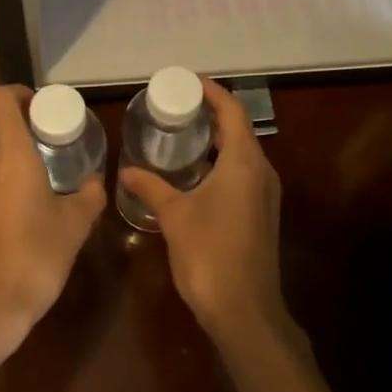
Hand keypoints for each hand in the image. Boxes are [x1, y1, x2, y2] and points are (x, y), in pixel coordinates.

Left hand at [0, 85, 104, 343]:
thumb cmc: (35, 259)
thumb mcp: (74, 227)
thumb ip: (88, 197)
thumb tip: (95, 182)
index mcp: (10, 155)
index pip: (1, 99)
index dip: (19, 93)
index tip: (38, 107)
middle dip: (15, 129)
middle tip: (42, 148)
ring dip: (2, 161)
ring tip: (28, 185)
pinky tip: (8, 218)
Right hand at [118, 79, 285, 345]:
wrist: (244, 310)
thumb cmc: (210, 253)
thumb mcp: (174, 216)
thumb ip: (151, 187)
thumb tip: (126, 171)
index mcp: (244, 162)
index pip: (233, 112)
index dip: (213, 93)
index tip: (188, 82)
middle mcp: (261, 172)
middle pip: (239, 130)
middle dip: (211, 115)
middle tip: (177, 107)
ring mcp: (265, 195)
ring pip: (242, 154)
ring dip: (216, 141)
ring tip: (182, 134)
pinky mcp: (261, 214)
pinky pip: (242, 175)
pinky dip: (220, 164)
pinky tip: (193, 174)